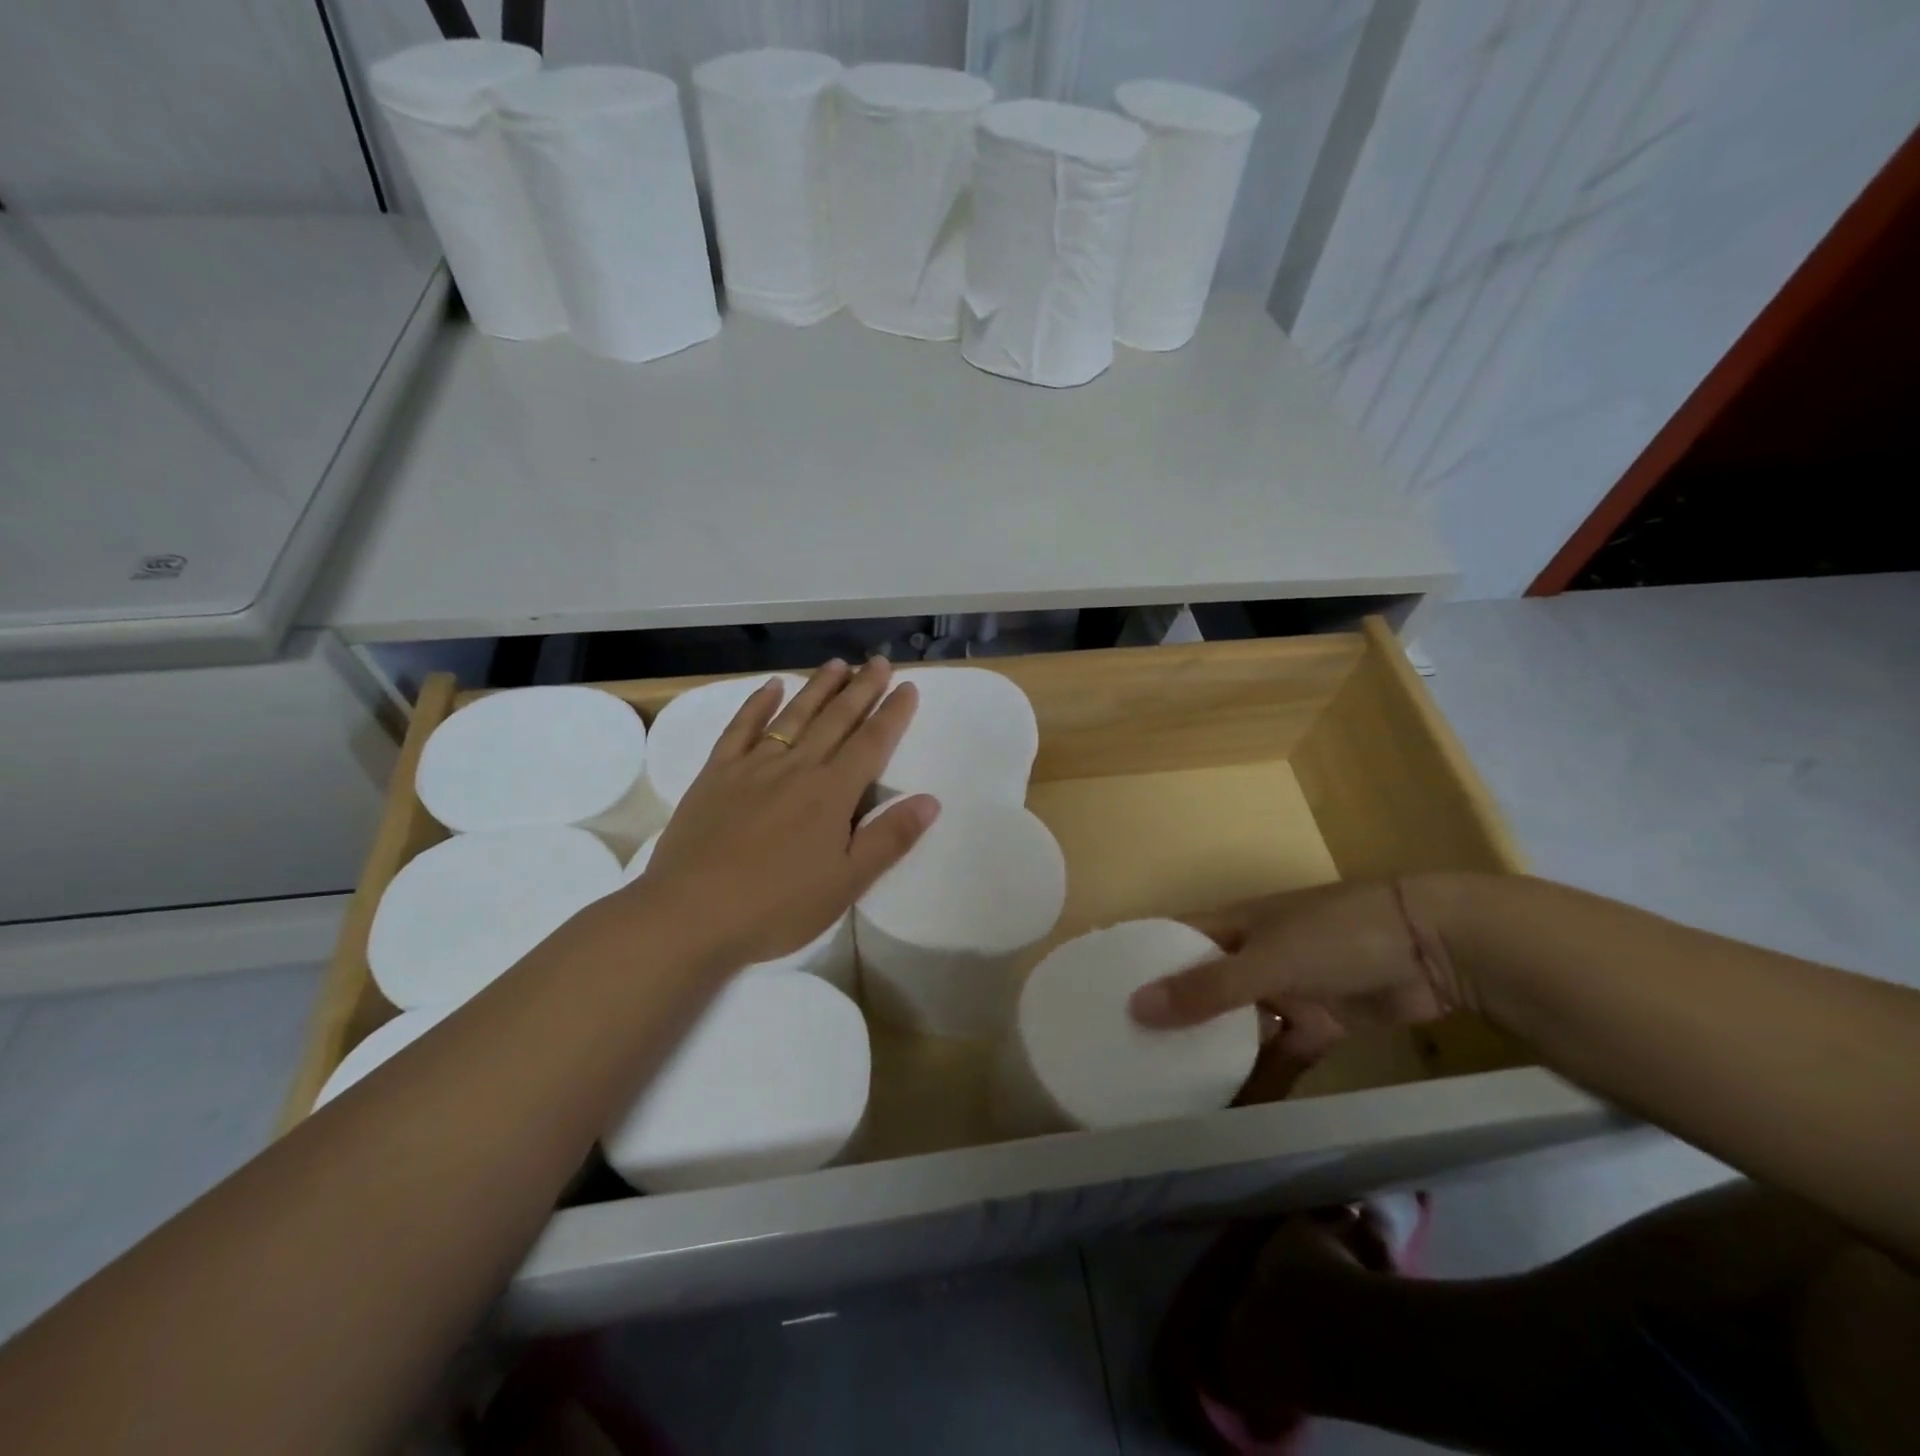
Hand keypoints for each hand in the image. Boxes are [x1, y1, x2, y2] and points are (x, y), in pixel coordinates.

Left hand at [631, 657, 938, 968]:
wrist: (691, 914)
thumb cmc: (777, 906)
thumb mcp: (846, 883)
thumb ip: (889, 838)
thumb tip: (930, 800)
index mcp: (831, 793)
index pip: (872, 743)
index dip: (893, 714)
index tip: (908, 687)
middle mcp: (797, 768)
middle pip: (836, 720)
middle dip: (861, 689)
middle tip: (879, 661)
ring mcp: (753, 767)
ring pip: (793, 716)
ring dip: (818, 687)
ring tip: (838, 663)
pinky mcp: (716, 774)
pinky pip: (740, 728)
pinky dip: (757, 704)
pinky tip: (770, 686)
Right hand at [1127, 878, 1472, 1069]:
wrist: (1434, 947)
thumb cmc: (1337, 935)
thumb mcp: (1267, 959)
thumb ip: (1208, 988)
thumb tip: (1136, 1008)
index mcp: (1230, 925)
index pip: (1171, 940)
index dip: (1138, 963)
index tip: (1099, 997)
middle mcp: (1249, 955)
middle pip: (1199, 987)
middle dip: (1170, 1018)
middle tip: (1127, 1058)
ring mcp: (1285, 990)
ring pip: (1237, 1027)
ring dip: (1213, 1055)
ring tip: (1170, 1094)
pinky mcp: (1318, 1024)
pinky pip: (1280, 1057)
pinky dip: (1262, 1082)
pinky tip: (1234, 1114)